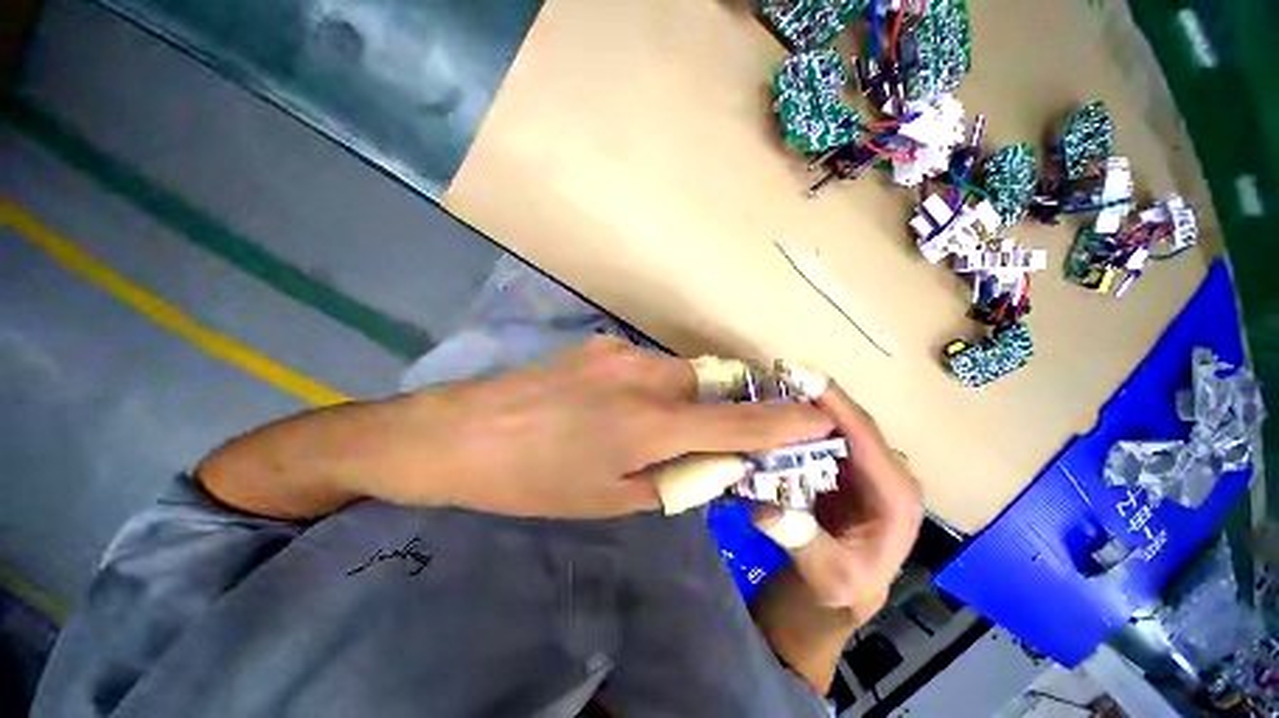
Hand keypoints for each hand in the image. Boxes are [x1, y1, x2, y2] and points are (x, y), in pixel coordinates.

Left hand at [374, 337, 834, 517]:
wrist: (463, 434)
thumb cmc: (536, 481)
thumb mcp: (611, 498)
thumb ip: (673, 478)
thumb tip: (715, 464)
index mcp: (651, 424)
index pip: (738, 425)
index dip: (784, 424)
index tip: (820, 419)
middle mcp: (646, 377)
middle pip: (710, 387)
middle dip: (721, 410)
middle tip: (706, 434)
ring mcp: (620, 353)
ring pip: (678, 373)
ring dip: (683, 398)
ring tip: (647, 425)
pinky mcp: (600, 345)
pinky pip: (645, 366)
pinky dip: (650, 387)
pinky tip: (614, 406)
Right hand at [754, 379, 923, 621]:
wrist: (839, 593)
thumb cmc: (843, 587)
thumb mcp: (829, 577)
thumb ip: (803, 543)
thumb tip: (766, 507)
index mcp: (896, 495)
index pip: (865, 435)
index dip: (834, 403)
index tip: (800, 377)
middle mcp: (886, 472)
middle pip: (850, 421)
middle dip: (816, 396)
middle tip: (777, 375)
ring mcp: (864, 467)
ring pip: (836, 424)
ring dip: (805, 403)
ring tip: (772, 385)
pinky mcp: (843, 466)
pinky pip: (822, 435)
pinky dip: (799, 421)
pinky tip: (775, 411)